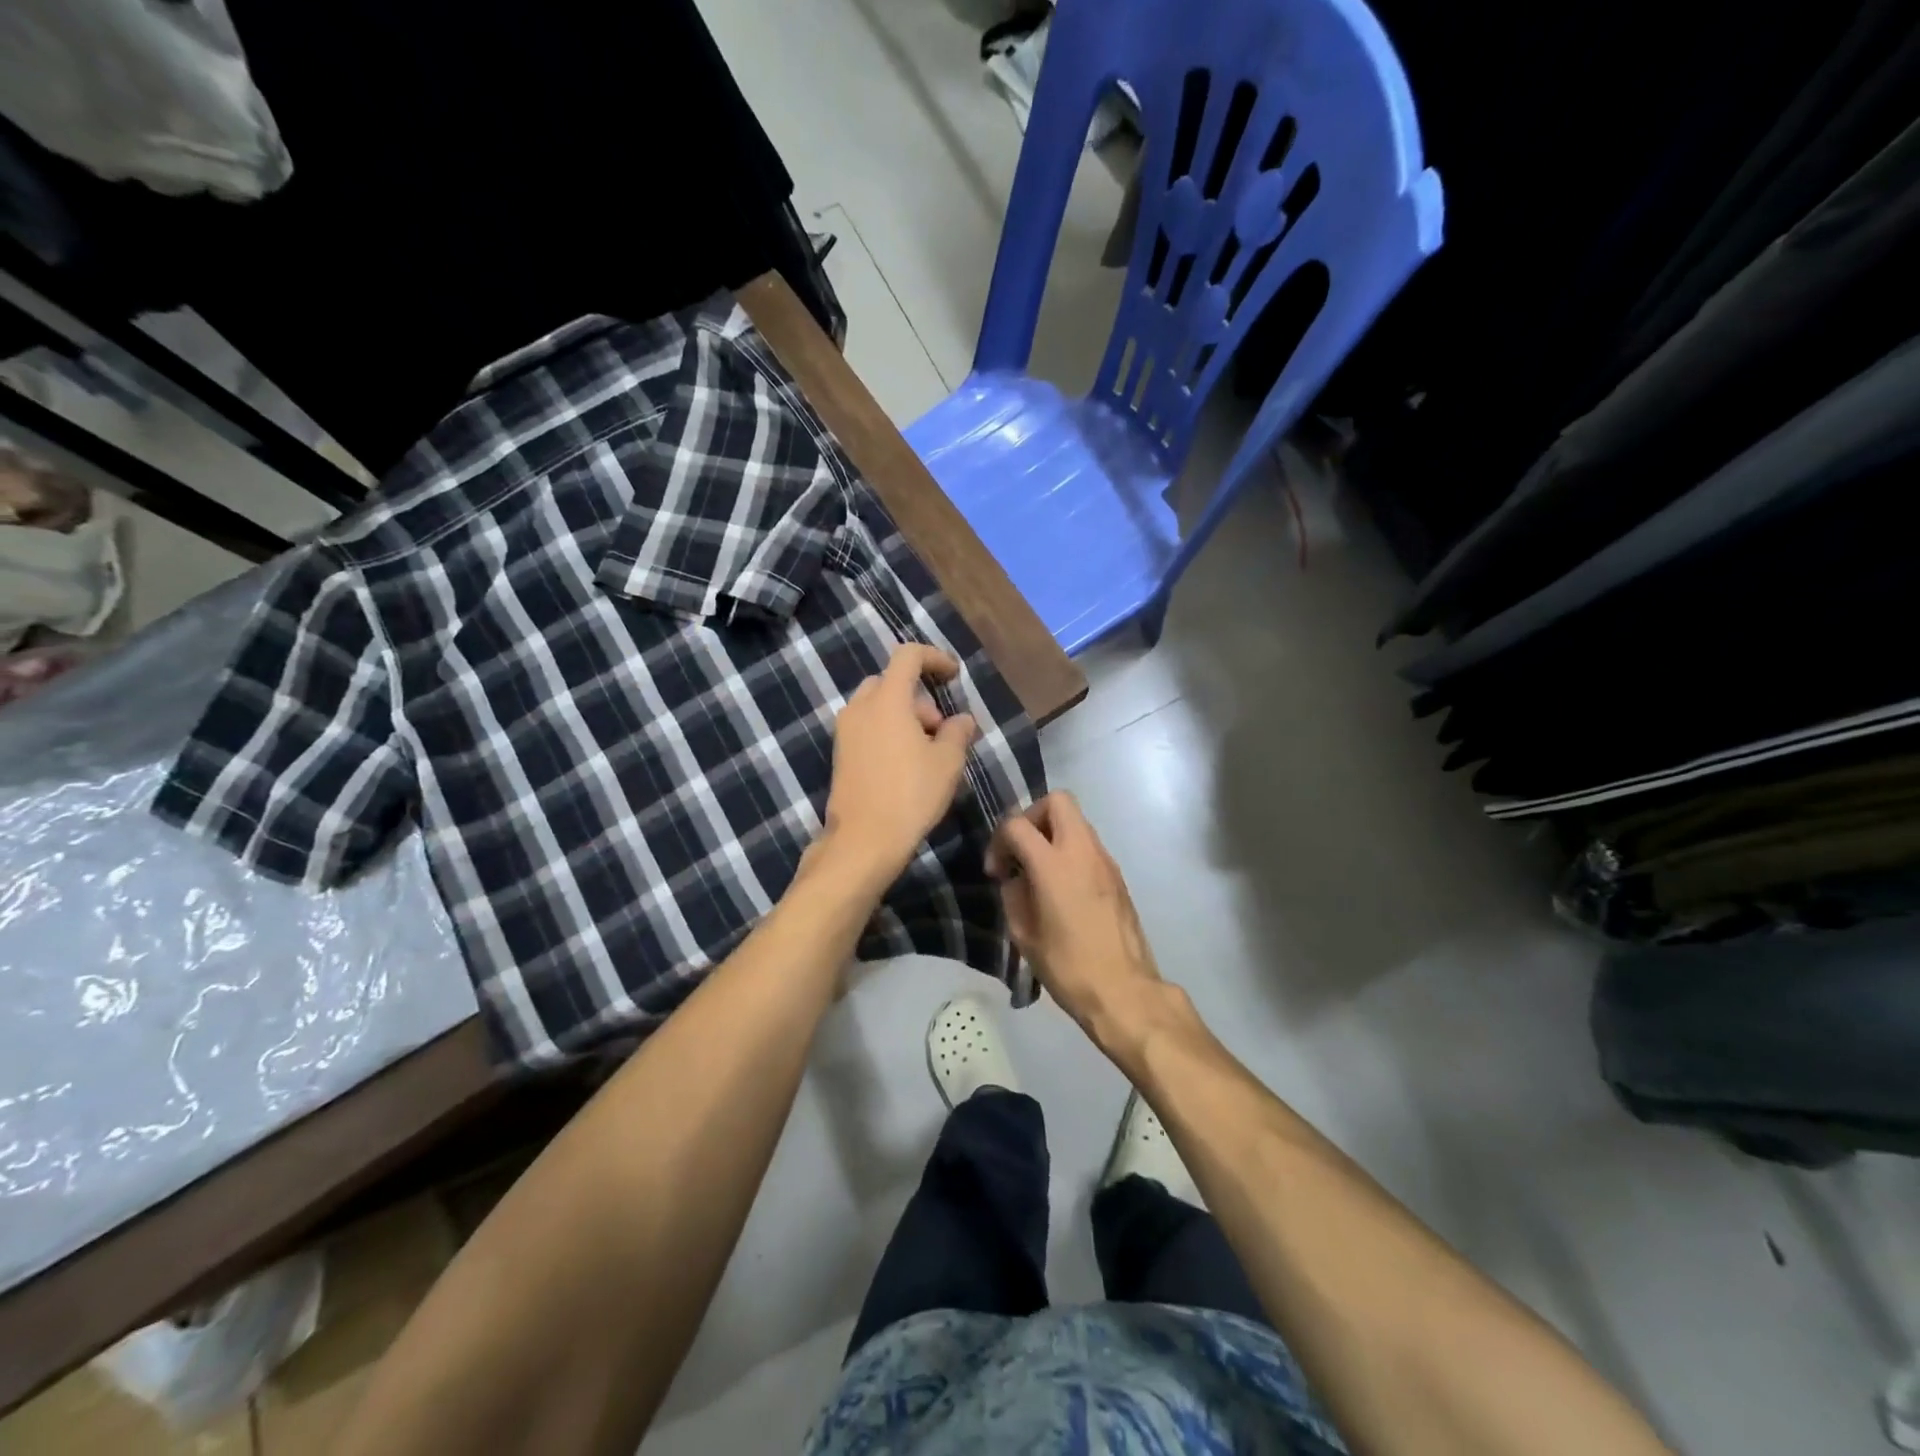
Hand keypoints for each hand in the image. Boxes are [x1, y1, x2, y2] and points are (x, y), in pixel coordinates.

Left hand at [818, 644, 977, 891]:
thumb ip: (957, 732)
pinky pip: (867, 727)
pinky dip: (888, 732)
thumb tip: (962, 719)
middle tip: (941, 729)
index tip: (954, 676)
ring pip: (878, 706)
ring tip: (928, 752)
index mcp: (887, 699)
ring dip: (905, 716)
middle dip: (920, 697)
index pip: (908, 655)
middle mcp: (860, 707)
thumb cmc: (911, 794)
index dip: (935, 658)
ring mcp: (845, 732)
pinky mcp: (840, 755)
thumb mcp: (947, 762)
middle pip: (891, 681)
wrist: (864, 840)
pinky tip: (907, 765)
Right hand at [986, 792, 1167, 1052]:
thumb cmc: (1069, 967)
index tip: (996, 871)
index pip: (1017, 824)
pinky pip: (1089, 844)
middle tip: (1021, 850)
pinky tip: (1062, 887)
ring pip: (1077, 820)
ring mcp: (1105, 860)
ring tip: (1039, 871)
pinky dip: (1070, 851)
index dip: (999, 841)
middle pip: (1057, 800)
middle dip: (1032, 816)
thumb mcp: (1024, 935)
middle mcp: (1082, 851)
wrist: (1124, 990)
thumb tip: (1015, 879)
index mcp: (1053, 864)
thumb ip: (1014, 895)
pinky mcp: (1118, 875)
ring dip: (1053, 834)